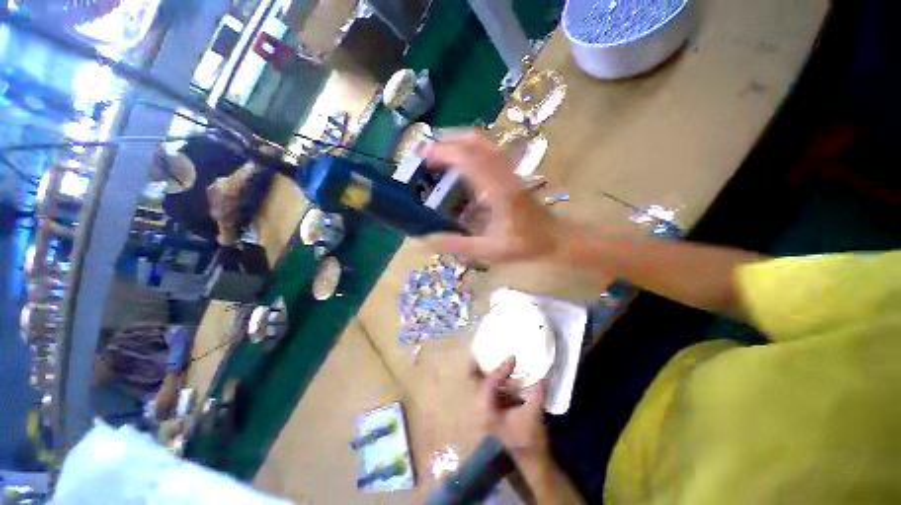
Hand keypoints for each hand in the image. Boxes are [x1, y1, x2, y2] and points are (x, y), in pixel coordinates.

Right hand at [424, 134, 563, 262]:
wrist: (554, 238)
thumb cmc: (524, 245)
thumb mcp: (488, 251)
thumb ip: (456, 245)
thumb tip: (423, 241)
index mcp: (498, 191)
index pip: (469, 160)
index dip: (444, 153)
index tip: (422, 158)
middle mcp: (503, 174)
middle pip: (475, 142)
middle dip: (447, 141)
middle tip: (425, 154)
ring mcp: (509, 170)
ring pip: (483, 143)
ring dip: (458, 141)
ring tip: (437, 153)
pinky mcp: (510, 173)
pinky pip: (488, 151)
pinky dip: (469, 149)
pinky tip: (459, 162)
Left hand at [477, 357, 549, 460]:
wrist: (531, 460)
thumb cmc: (529, 439)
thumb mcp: (534, 414)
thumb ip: (538, 393)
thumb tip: (544, 376)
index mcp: (488, 410)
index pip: (489, 383)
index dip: (500, 370)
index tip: (512, 358)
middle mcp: (483, 408)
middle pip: (474, 381)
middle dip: (477, 365)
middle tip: (484, 349)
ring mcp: (488, 408)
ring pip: (481, 383)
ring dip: (489, 370)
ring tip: (496, 356)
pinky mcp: (495, 408)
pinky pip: (491, 387)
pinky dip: (496, 378)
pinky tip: (506, 371)